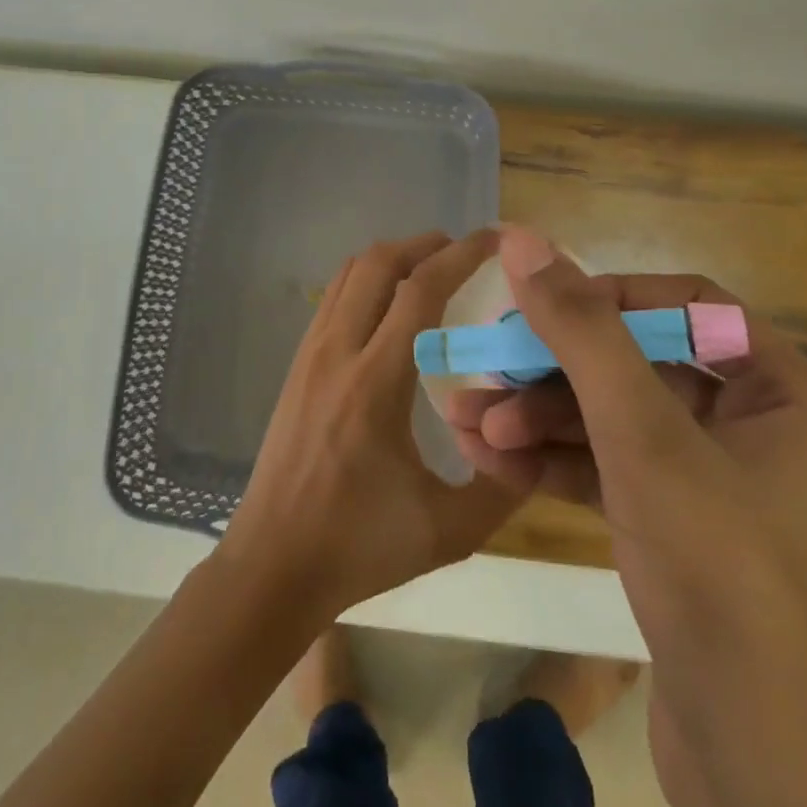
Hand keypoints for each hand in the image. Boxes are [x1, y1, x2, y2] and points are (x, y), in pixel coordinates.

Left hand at [218, 229, 521, 621]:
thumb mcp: (448, 530)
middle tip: (463, 251)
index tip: (494, 239)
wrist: (271, 567)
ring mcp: (310, 355)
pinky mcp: (297, 366)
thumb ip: (502, 486)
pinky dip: (366, 280)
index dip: (461, 254)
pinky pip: (333, 297)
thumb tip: (534, 441)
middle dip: (425, 244)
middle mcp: (338, 353)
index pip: (420, 290)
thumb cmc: (358, 547)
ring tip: (430, 270)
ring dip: (393, 258)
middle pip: (378, 263)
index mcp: (375, 383)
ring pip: (349, 273)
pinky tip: (390, 308)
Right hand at [441, 228, 806, 643]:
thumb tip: (524, 240)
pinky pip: (614, 472)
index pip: (690, 306)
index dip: (611, 297)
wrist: (760, 778)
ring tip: (467, 423)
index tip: (541, 308)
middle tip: (485, 372)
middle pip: (642, 366)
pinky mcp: (680, 531)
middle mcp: (761, 429)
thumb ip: (583, 332)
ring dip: (542, 419)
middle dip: (556, 371)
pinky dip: (556, 464)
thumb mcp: (644, 437)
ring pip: (618, 422)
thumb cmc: (720, 575)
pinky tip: (490, 460)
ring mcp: (718, 484)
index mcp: (787, 394)